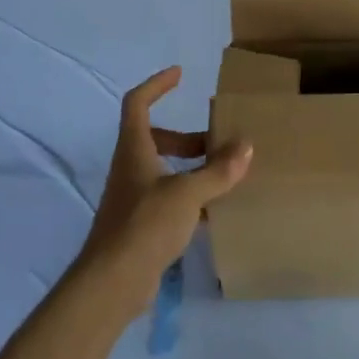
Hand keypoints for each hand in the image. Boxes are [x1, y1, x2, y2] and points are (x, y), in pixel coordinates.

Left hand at [79, 68, 252, 317]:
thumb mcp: (188, 193)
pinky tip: (214, 212)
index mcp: (134, 149)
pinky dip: (190, 197)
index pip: (138, 103)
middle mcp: (130, 168)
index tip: (181, 75)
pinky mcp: (139, 226)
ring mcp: (133, 198)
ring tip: (223, 175)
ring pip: (163, 170)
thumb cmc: (145, 225)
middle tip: (217, 141)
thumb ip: (218, 170)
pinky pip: (167, 199)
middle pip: (155, 138)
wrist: (112, 283)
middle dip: (187, 137)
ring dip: (191, 167)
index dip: (157, 85)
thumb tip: (246, 145)